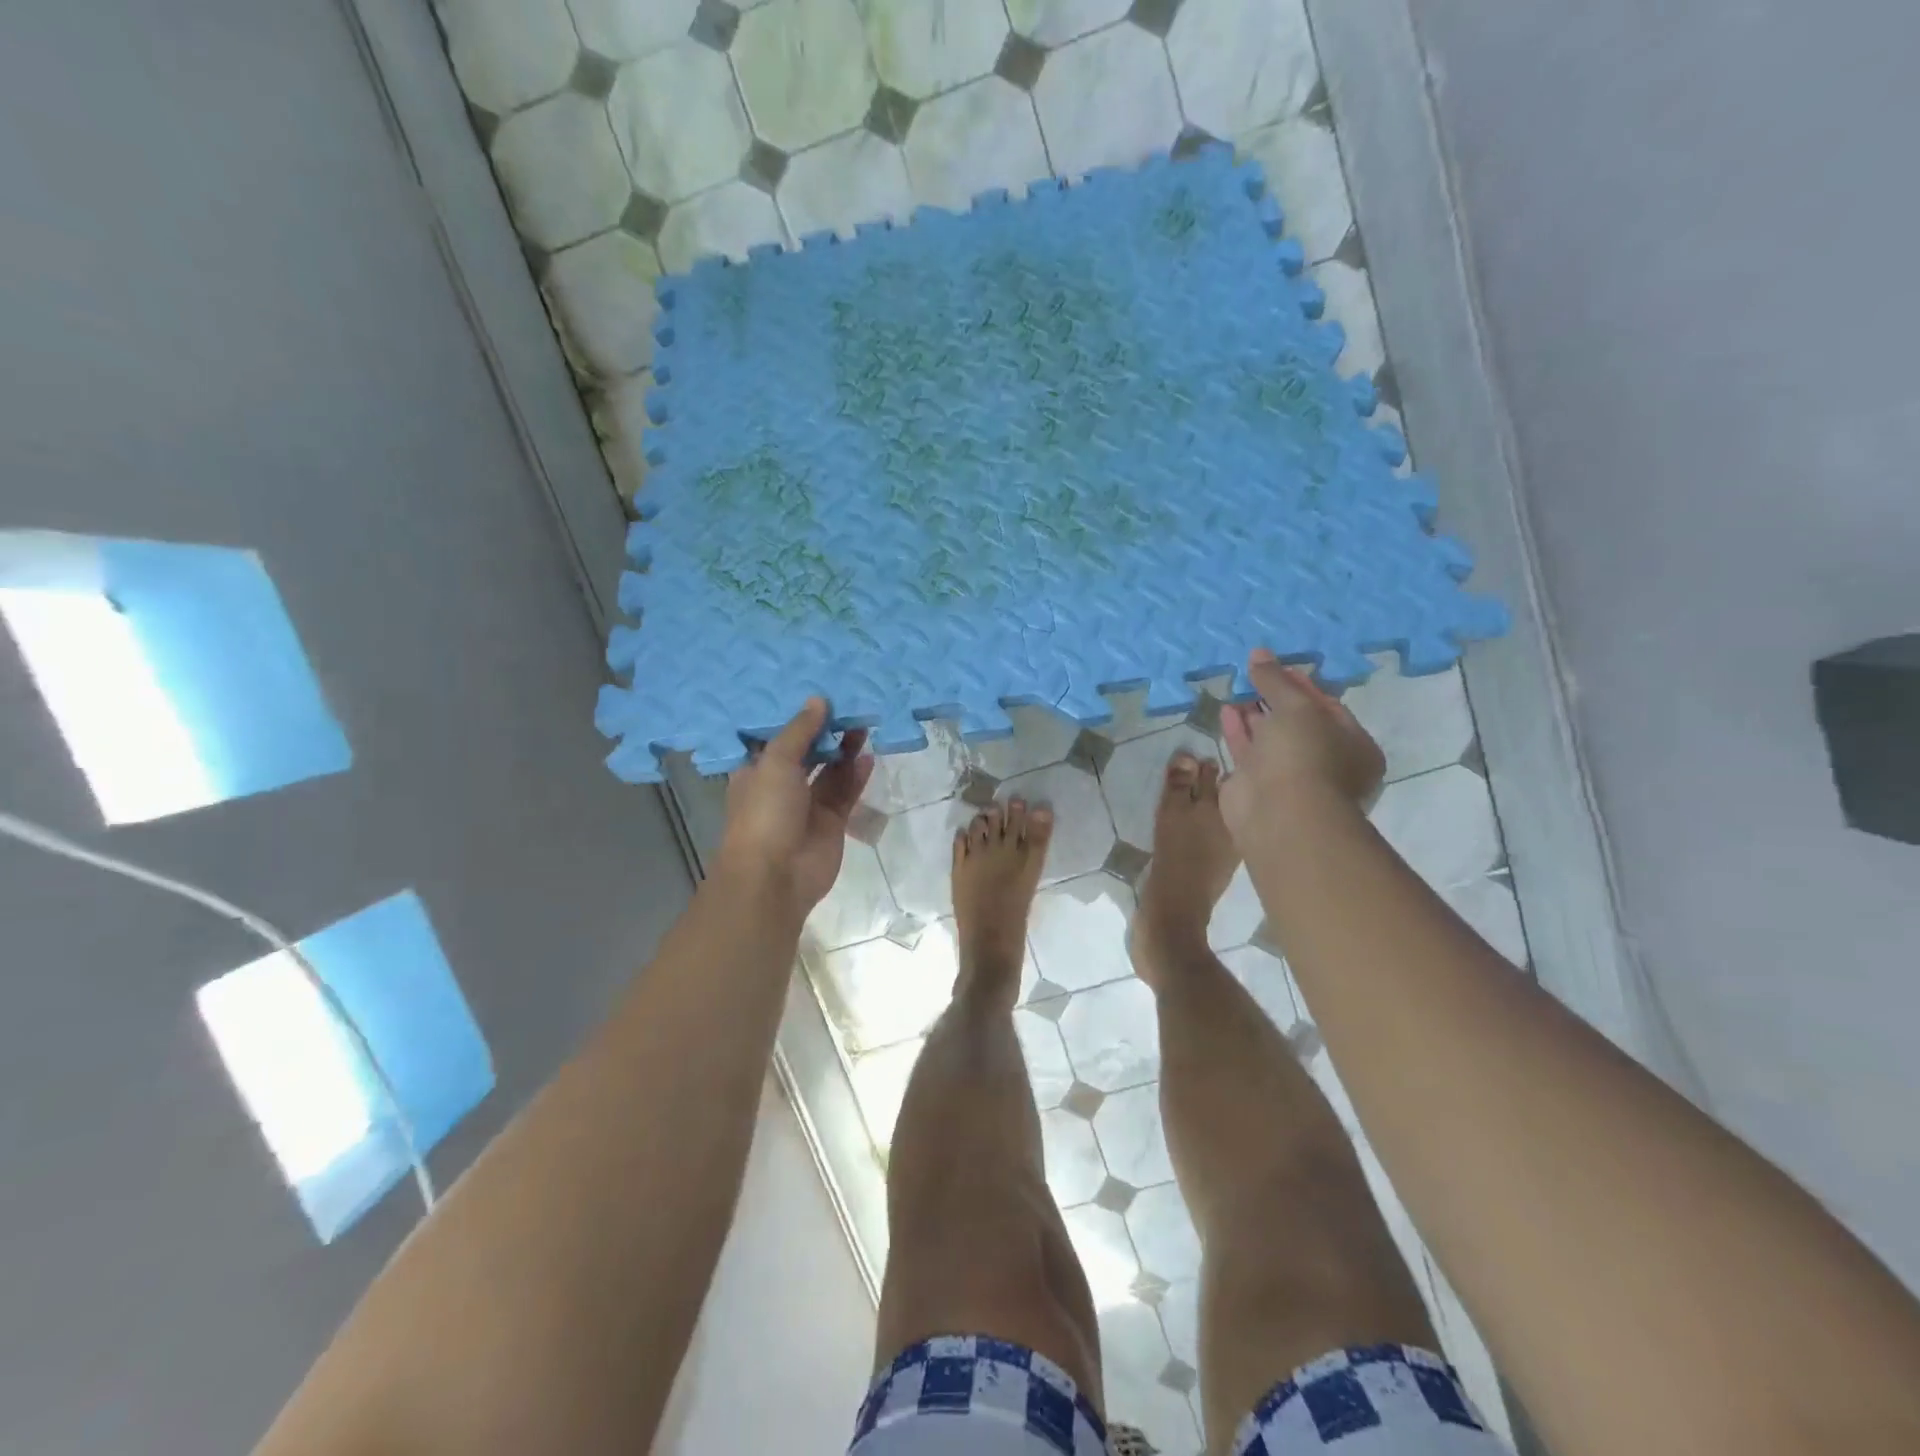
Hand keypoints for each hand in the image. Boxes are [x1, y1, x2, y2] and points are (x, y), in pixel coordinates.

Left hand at [716, 698, 872, 916]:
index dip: (794, 716)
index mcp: (756, 770)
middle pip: (807, 751)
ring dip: (844, 749)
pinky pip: (846, 792)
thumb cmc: (764, 812)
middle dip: (825, 731)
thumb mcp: (776, 762)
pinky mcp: (831, 822)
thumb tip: (818, 700)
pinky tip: (868, 756)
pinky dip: (856, 775)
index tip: (814, 691)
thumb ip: (800, 731)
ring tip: (864, 723)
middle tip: (848, 704)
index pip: (775, 737)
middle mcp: (781, 785)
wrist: (776, 876)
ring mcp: (807, 805)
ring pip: (829, 771)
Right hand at [1219, 648, 1384, 844]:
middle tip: (1254, 676)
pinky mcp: (1256, 786)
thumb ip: (1276, 680)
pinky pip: (1247, 752)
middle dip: (1274, 699)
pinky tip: (1226, 710)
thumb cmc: (1304, 756)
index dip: (1302, 684)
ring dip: (1253, 714)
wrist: (1280, 815)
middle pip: (1297, 723)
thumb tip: (1259, 653)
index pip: (1328, 707)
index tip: (1278, 666)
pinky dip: (1237, 731)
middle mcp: (1324, 762)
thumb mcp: (1296, 707)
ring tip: (1236, 688)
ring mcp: (1289, 777)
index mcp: (1353, 746)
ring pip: (1270, 738)